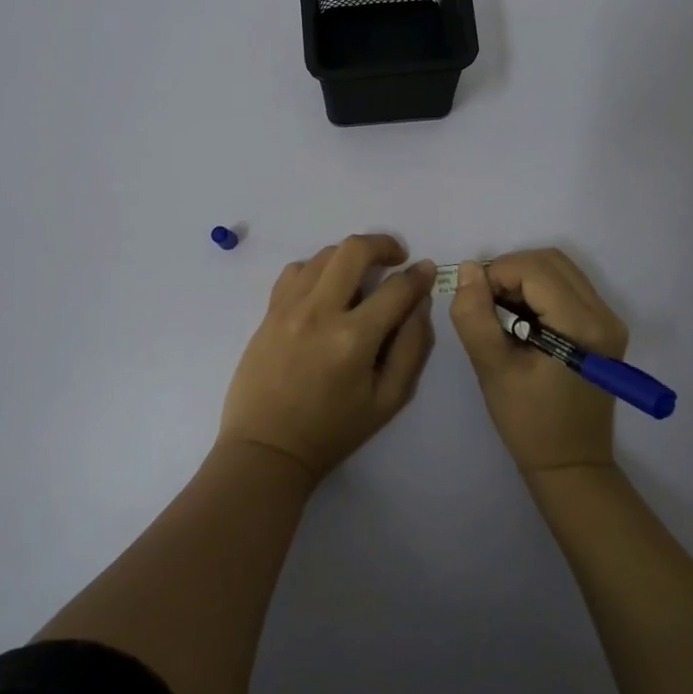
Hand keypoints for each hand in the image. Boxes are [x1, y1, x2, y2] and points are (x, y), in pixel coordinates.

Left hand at [219, 235, 435, 481]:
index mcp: (354, 339)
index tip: (425, 271)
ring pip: (324, 254)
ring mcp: (289, 307)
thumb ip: (412, 347)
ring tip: (361, 276)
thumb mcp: (388, 400)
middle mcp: (320, 312)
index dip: (418, 276)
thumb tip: (420, 303)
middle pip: (354, 250)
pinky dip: (317, 269)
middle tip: (396, 258)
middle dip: (383, 244)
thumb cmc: (333, 430)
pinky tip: (325, 289)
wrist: (267, 448)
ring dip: (350, 256)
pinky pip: (296, 270)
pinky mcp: (269, 311)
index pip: (396, 288)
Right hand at [451, 249, 628, 474]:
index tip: (474, 301)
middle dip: (510, 270)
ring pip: (560, 269)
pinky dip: (539, 290)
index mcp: (581, 326)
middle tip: (485, 302)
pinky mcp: (604, 327)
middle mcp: (604, 314)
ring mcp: (609, 319)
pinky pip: (568, 286)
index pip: (534, 269)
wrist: (571, 464)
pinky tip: (521, 319)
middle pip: (551, 261)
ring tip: (500, 311)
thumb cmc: (529, 422)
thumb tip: (469, 269)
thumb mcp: (491, 368)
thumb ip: (475, 315)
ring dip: (524, 278)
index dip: (497, 273)